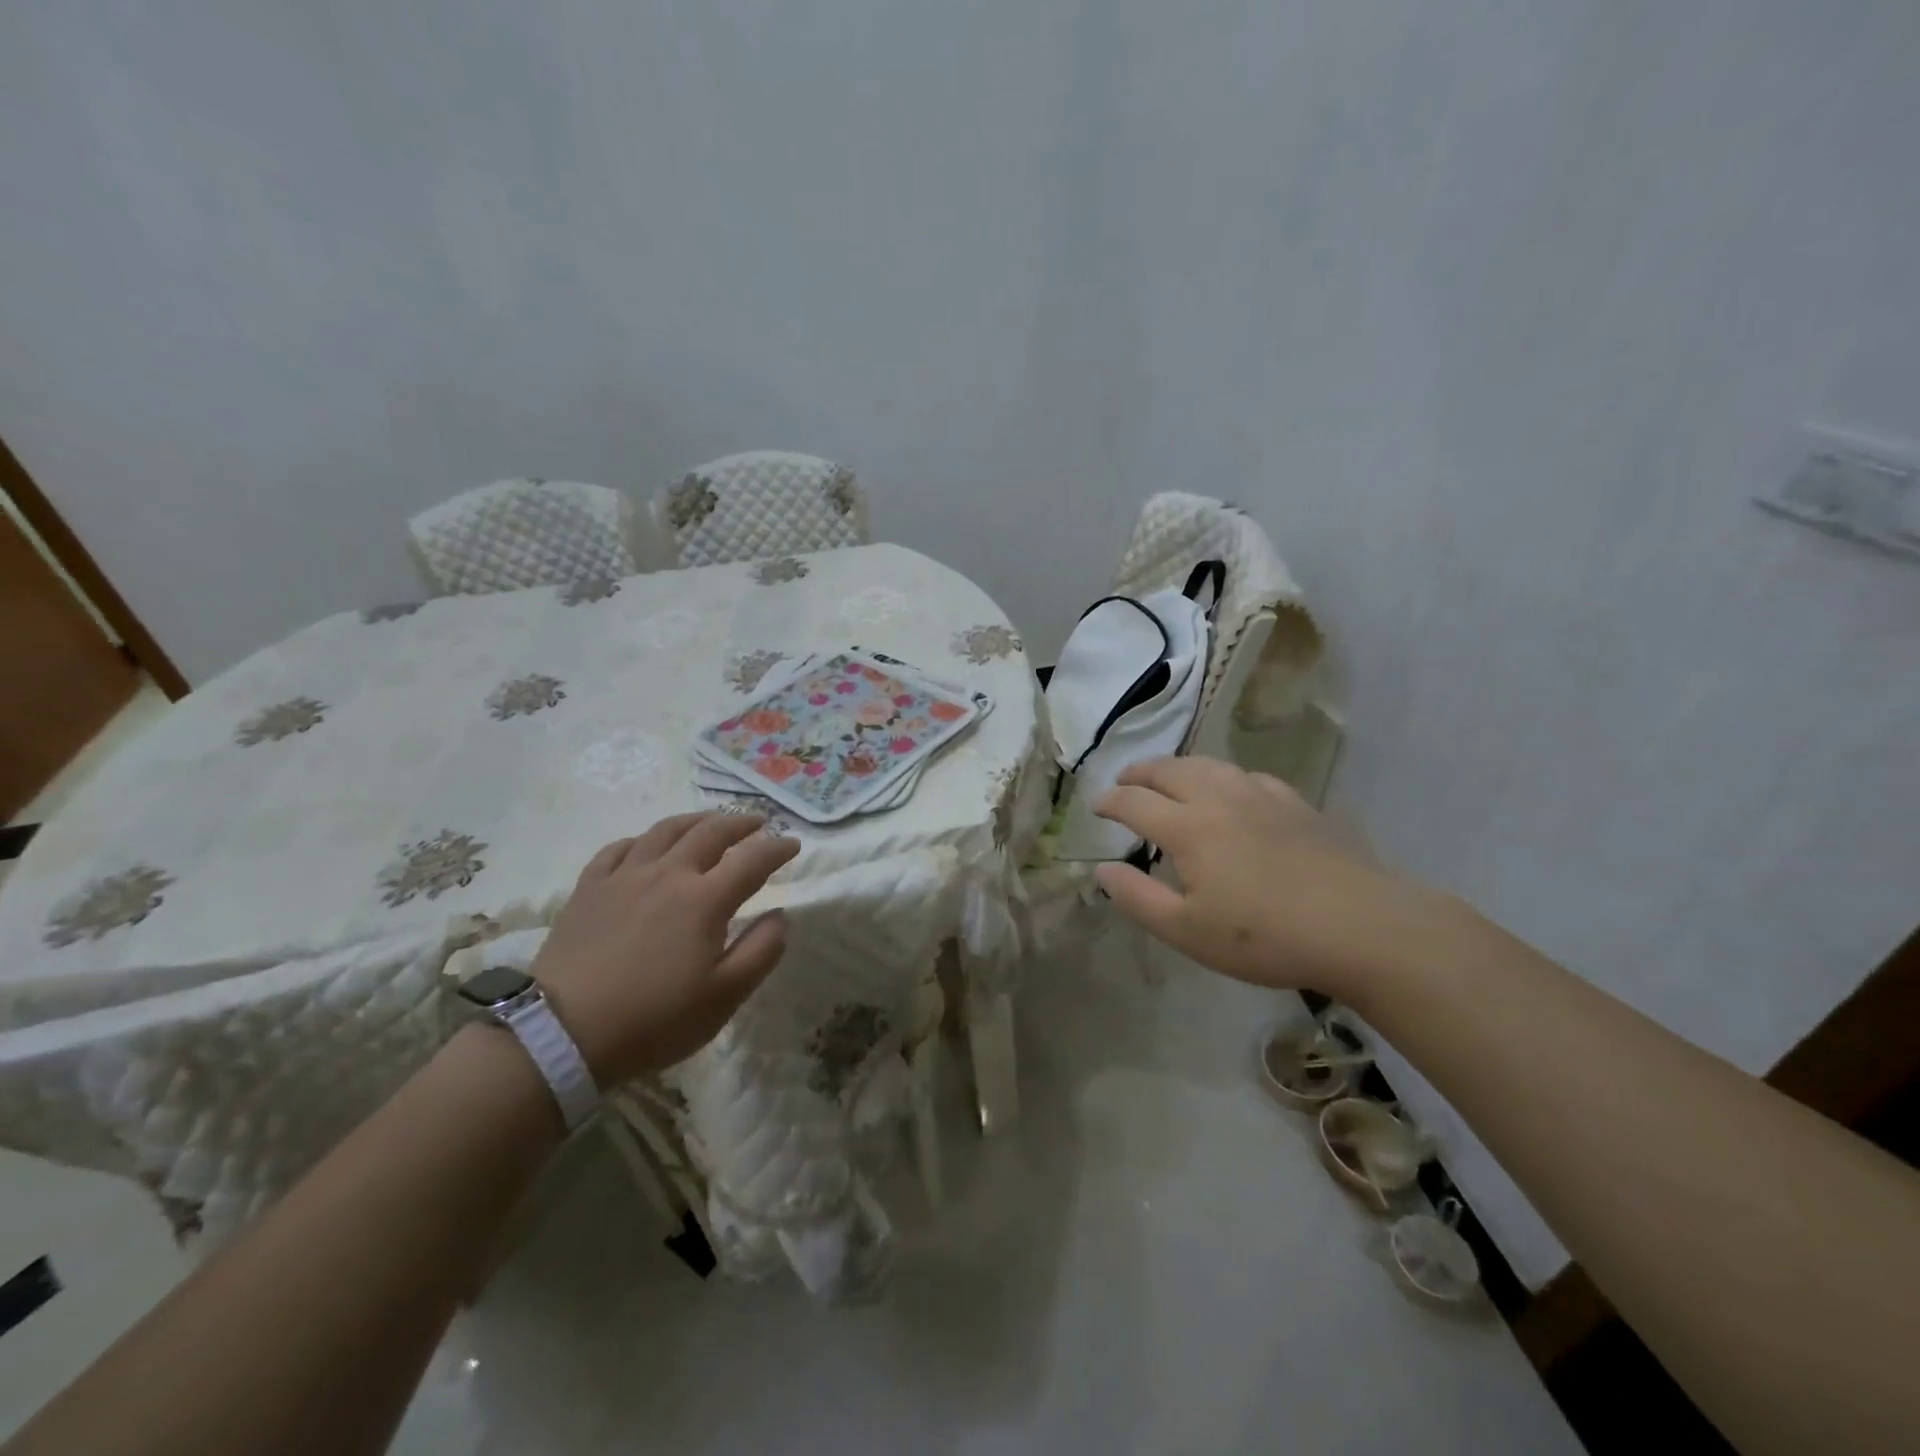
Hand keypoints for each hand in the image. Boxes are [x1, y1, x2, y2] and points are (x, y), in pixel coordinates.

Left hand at [529, 812, 799, 1084]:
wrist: (562, 1034)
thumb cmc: (653, 1019)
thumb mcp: (724, 997)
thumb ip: (761, 951)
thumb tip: (780, 915)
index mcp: (705, 899)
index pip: (752, 860)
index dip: (777, 848)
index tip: (793, 844)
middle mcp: (668, 874)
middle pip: (710, 832)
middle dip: (740, 823)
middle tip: (757, 823)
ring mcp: (624, 877)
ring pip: (665, 831)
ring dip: (695, 820)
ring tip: (709, 821)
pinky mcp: (588, 888)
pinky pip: (618, 848)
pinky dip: (641, 840)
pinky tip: (645, 845)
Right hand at [1093, 757, 1439, 994]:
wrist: (1360, 925)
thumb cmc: (1265, 936)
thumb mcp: (1187, 931)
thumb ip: (1137, 898)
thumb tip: (1101, 870)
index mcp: (1188, 828)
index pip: (1135, 802)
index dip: (1109, 801)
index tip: (1095, 807)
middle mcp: (1219, 799)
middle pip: (1169, 770)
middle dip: (1139, 772)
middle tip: (1124, 781)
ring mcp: (1261, 796)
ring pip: (1209, 765)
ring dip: (1178, 767)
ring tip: (1168, 776)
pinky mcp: (1296, 803)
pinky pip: (1248, 775)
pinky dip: (1224, 776)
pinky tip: (1232, 790)